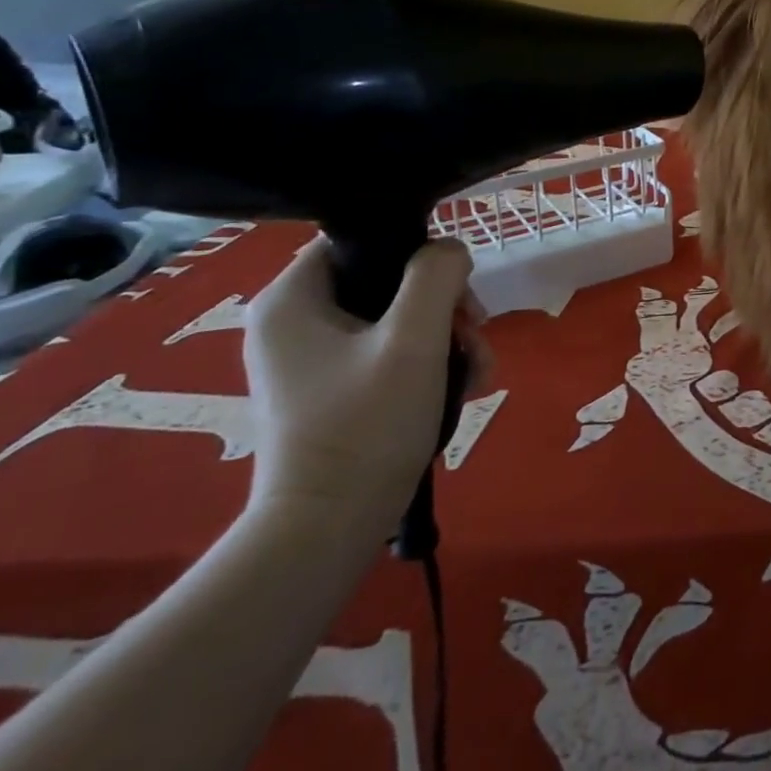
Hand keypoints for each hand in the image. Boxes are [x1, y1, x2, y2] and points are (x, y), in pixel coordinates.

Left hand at [241, 237, 492, 534]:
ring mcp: (311, 359)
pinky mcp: (332, 390)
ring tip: (478, 370)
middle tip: (474, 333)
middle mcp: (293, 322)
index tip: (454, 289)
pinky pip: (390, 353)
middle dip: (443, 306)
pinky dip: (430, 363)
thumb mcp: (415, 339)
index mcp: (292, 299)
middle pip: (387, 281)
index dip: (415, 254)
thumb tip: (451, 250)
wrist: (330, 529)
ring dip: (447, 337)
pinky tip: (464, 386)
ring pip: (397, 319)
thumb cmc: (366, 425)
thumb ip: (437, 276)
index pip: (360, 240)